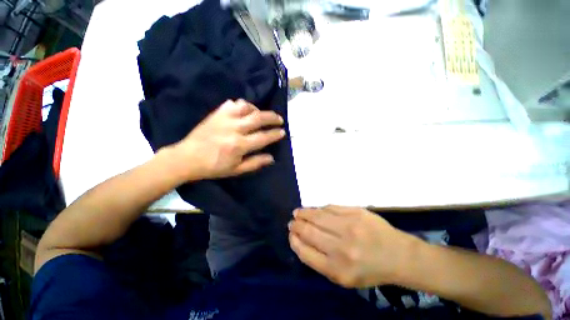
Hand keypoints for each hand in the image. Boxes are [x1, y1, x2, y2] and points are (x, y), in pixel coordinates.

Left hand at [169, 99, 285, 180]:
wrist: (188, 158)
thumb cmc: (214, 167)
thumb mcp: (236, 170)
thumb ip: (255, 163)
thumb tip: (272, 157)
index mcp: (239, 145)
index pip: (263, 137)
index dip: (275, 134)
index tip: (283, 132)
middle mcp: (234, 129)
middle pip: (258, 118)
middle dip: (272, 117)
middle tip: (279, 119)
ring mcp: (224, 119)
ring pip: (247, 107)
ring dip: (257, 110)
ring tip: (261, 115)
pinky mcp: (217, 114)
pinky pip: (233, 104)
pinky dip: (242, 106)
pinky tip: (245, 111)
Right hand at [289, 205, 416, 287]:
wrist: (399, 256)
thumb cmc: (370, 270)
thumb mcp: (344, 277)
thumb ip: (320, 261)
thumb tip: (301, 239)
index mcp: (337, 270)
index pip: (306, 252)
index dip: (295, 241)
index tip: (291, 235)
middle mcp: (341, 248)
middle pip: (309, 232)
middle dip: (296, 225)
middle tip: (292, 222)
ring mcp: (349, 227)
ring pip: (317, 216)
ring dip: (304, 213)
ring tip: (298, 212)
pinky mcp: (356, 212)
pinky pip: (330, 208)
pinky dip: (320, 209)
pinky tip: (315, 210)